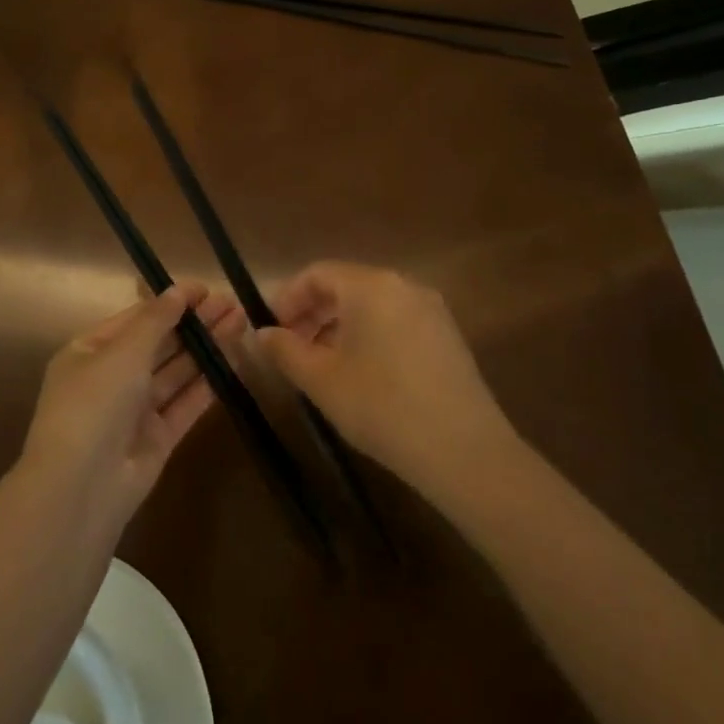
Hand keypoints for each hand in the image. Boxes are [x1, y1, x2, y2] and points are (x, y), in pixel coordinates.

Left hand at [21, 281, 243, 522]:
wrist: (81, 486)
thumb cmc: (94, 404)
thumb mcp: (122, 352)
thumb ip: (155, 321)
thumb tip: (178, 291)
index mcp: (89, 352)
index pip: (135, 319)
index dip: (170, 302)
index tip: (205, 289)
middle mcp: (111, 378)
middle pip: (159, 344)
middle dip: (193, 323)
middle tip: (232, 304)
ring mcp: (135, 410)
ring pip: (176, 372)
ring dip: (206, 348)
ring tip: (240, 323)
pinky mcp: (158, 438)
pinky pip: (185, 403)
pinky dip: (207, 383)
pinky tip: (233, 361)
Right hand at [254, 262, 517, 495]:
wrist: (463, 450)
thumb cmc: (381, 406)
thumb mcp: (321, 380)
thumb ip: (285, 350)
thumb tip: (261, 334)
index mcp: (371, 286)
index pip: (317, 273)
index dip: (287, 298)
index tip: (270, 330)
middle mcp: (404, 285)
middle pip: (346, 286)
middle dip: (312, 314)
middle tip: (290, 349)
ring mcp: (431, 310)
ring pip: (371, 305)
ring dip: (338, 327)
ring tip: (321, 366)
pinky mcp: (447, 336)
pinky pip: (396, 322)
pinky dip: (369, 336)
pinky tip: (361, 374)